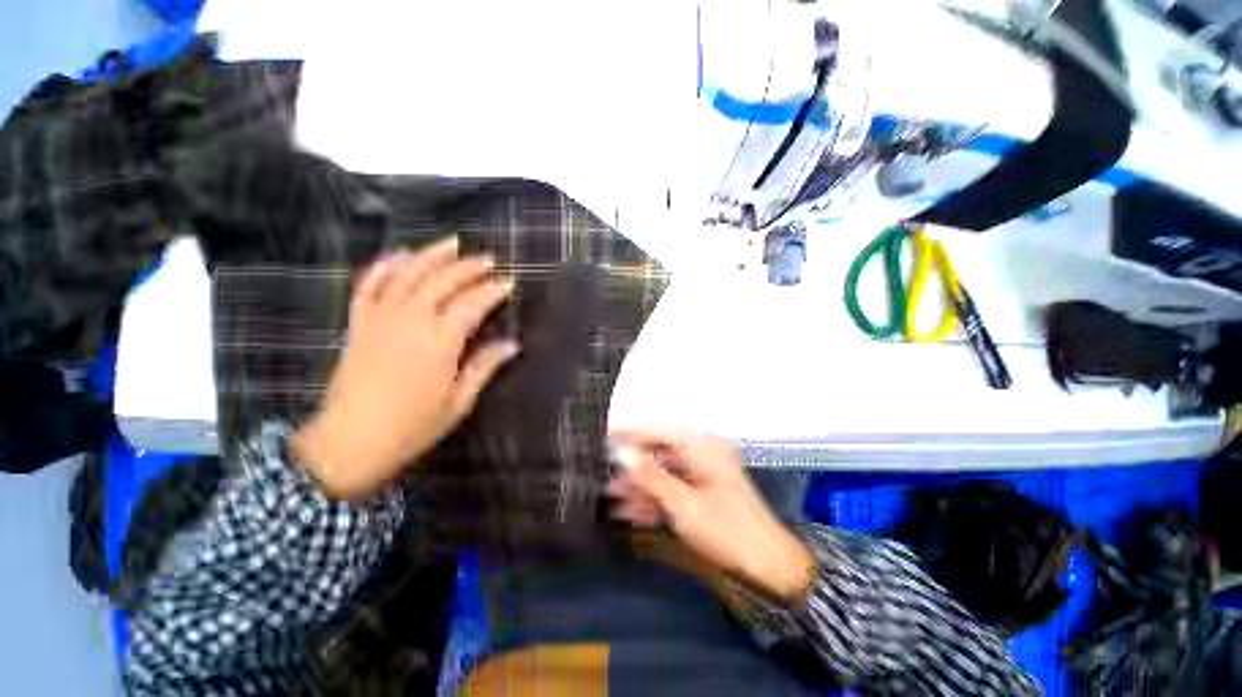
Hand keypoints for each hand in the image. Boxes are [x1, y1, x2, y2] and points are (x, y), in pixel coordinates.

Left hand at [291, 237, 518, 499]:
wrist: (349, 443)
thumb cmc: (413, 426)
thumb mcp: (459, 401)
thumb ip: (485, 366)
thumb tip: (512, 344)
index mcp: (440, 342)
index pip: (473, 303)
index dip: (493, 290)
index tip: (509, 281)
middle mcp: (411, 320)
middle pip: (443, 281)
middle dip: (469, 267)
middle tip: (488, 259)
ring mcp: (380, 318)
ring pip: (408, 274)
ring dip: (432, 255)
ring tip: (451, 243)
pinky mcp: (358, 323)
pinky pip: (369, 285)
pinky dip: (383, 267)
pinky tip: (398, 255)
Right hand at [606, 430, 816, 601]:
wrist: (768, 567)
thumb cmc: (727, 531)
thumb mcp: (683, 504)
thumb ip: (650, 476)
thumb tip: (622, 454)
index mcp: (702, 447)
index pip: (658, 431)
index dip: (630, 432)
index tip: (603, 434)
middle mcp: (702, 453)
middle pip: (658, 452)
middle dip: (633, 467)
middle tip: (605, 477)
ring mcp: (703, 472)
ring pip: (663, 471)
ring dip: (640, 485)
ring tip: (613, 498)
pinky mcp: (702, 491)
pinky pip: (672, 486)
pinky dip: (655, 497)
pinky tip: (634, 511)